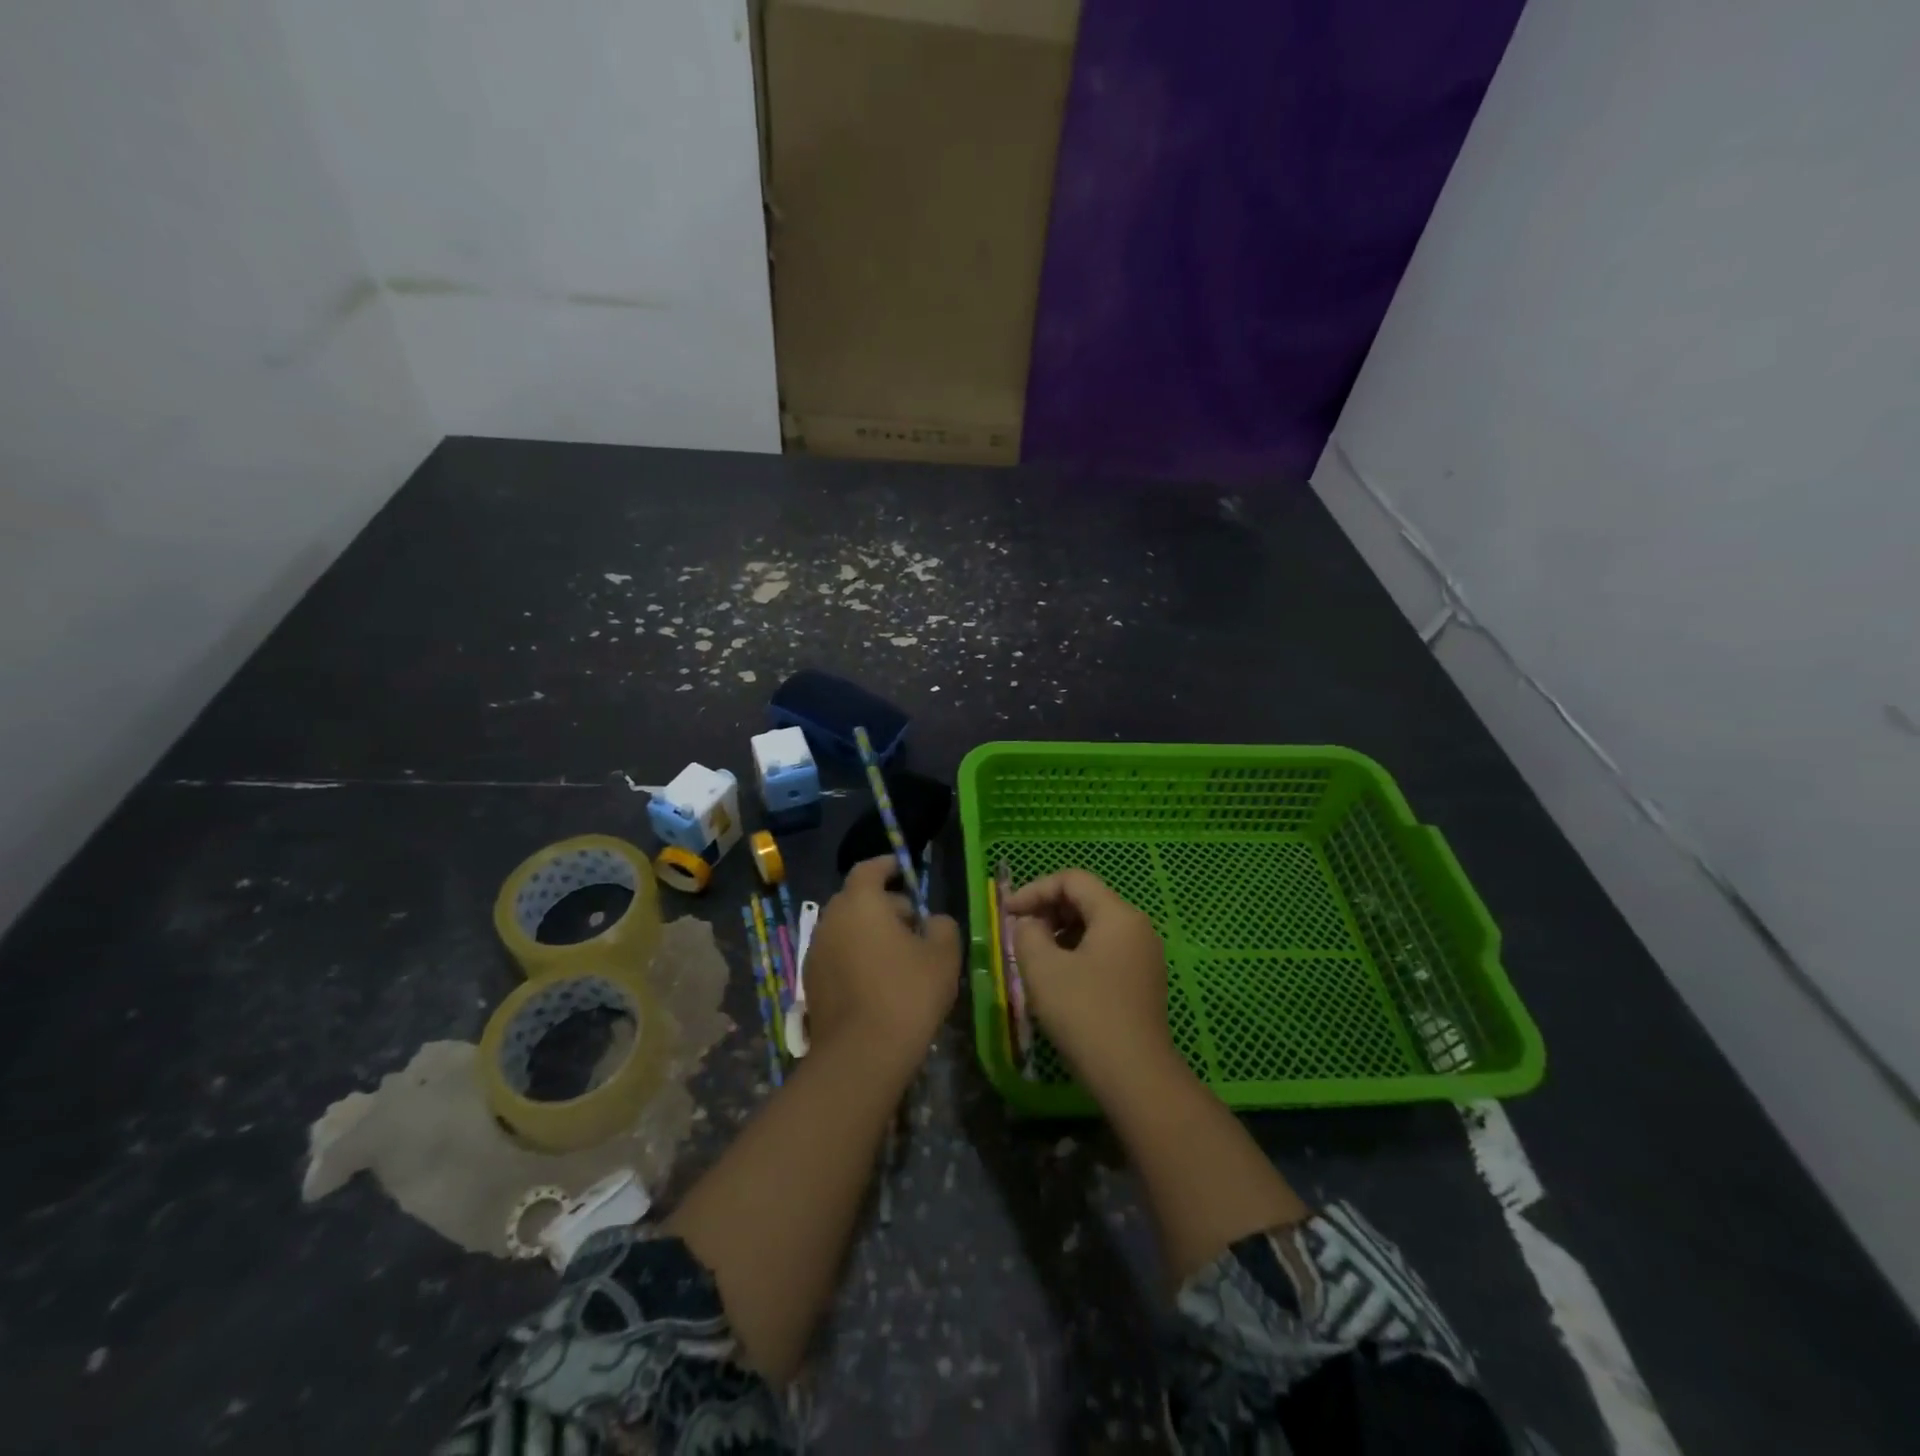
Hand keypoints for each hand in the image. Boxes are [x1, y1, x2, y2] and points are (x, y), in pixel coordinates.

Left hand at [804, 857, 959, 1077]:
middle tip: (913, 923)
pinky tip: (878, 981)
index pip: (869, 868)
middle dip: (884, 904)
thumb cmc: (908, 992)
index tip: (905, 871)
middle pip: (857, 899)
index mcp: (860, 902)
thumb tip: (933, 921)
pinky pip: (837, 955)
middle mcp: (831, 919)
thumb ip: (942, 925)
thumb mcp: (943, 954)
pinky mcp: (811, 982)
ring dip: (869, 932)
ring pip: (846, 928)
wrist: (861, 1055)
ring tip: (900, 956)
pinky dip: (856, 957)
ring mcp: (816, 952)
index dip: (888, 866)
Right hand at [1007, 869, 1175, 1093]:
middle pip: (1087, 899)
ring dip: (1061, 933)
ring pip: (1096, 927)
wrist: (1133, 1075)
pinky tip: (1060, 978)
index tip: (1008, 913)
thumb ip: (1027, 933)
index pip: (1072, 880)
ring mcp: (1145, 956)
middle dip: (1048, 910)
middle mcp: (1137, 927)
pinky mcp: (1144, 981)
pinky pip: (1106, 950)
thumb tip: (1030, 924)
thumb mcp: (1042, 968)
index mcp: (1118, 915)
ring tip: (1035, 957)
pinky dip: (1078, 952)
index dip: (1035, 890)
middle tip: (1019, 933)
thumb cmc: (1084, 1012)